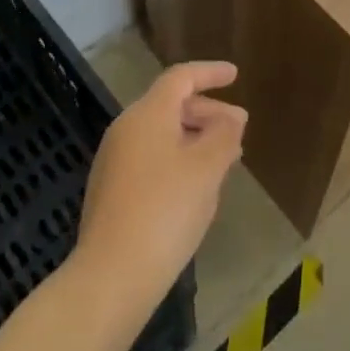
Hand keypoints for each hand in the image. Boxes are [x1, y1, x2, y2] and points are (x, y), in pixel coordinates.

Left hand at [74, 61, 246, 319]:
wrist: (111, 276)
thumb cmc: (166, 210)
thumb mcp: (207, 168)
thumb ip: (224, 134)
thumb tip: (232, 117)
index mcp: (147, 115)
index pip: (181, 78)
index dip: (210, 73)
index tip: (235, 75)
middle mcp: (125, 129)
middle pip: (170, 105)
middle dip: (208, 113)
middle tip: (238, 130)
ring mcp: (114, 161)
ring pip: (162, 135)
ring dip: (195, 139)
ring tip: (225, 160)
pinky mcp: (111, 191)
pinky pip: (151, 158)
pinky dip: (178, 159)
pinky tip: (196, 187)